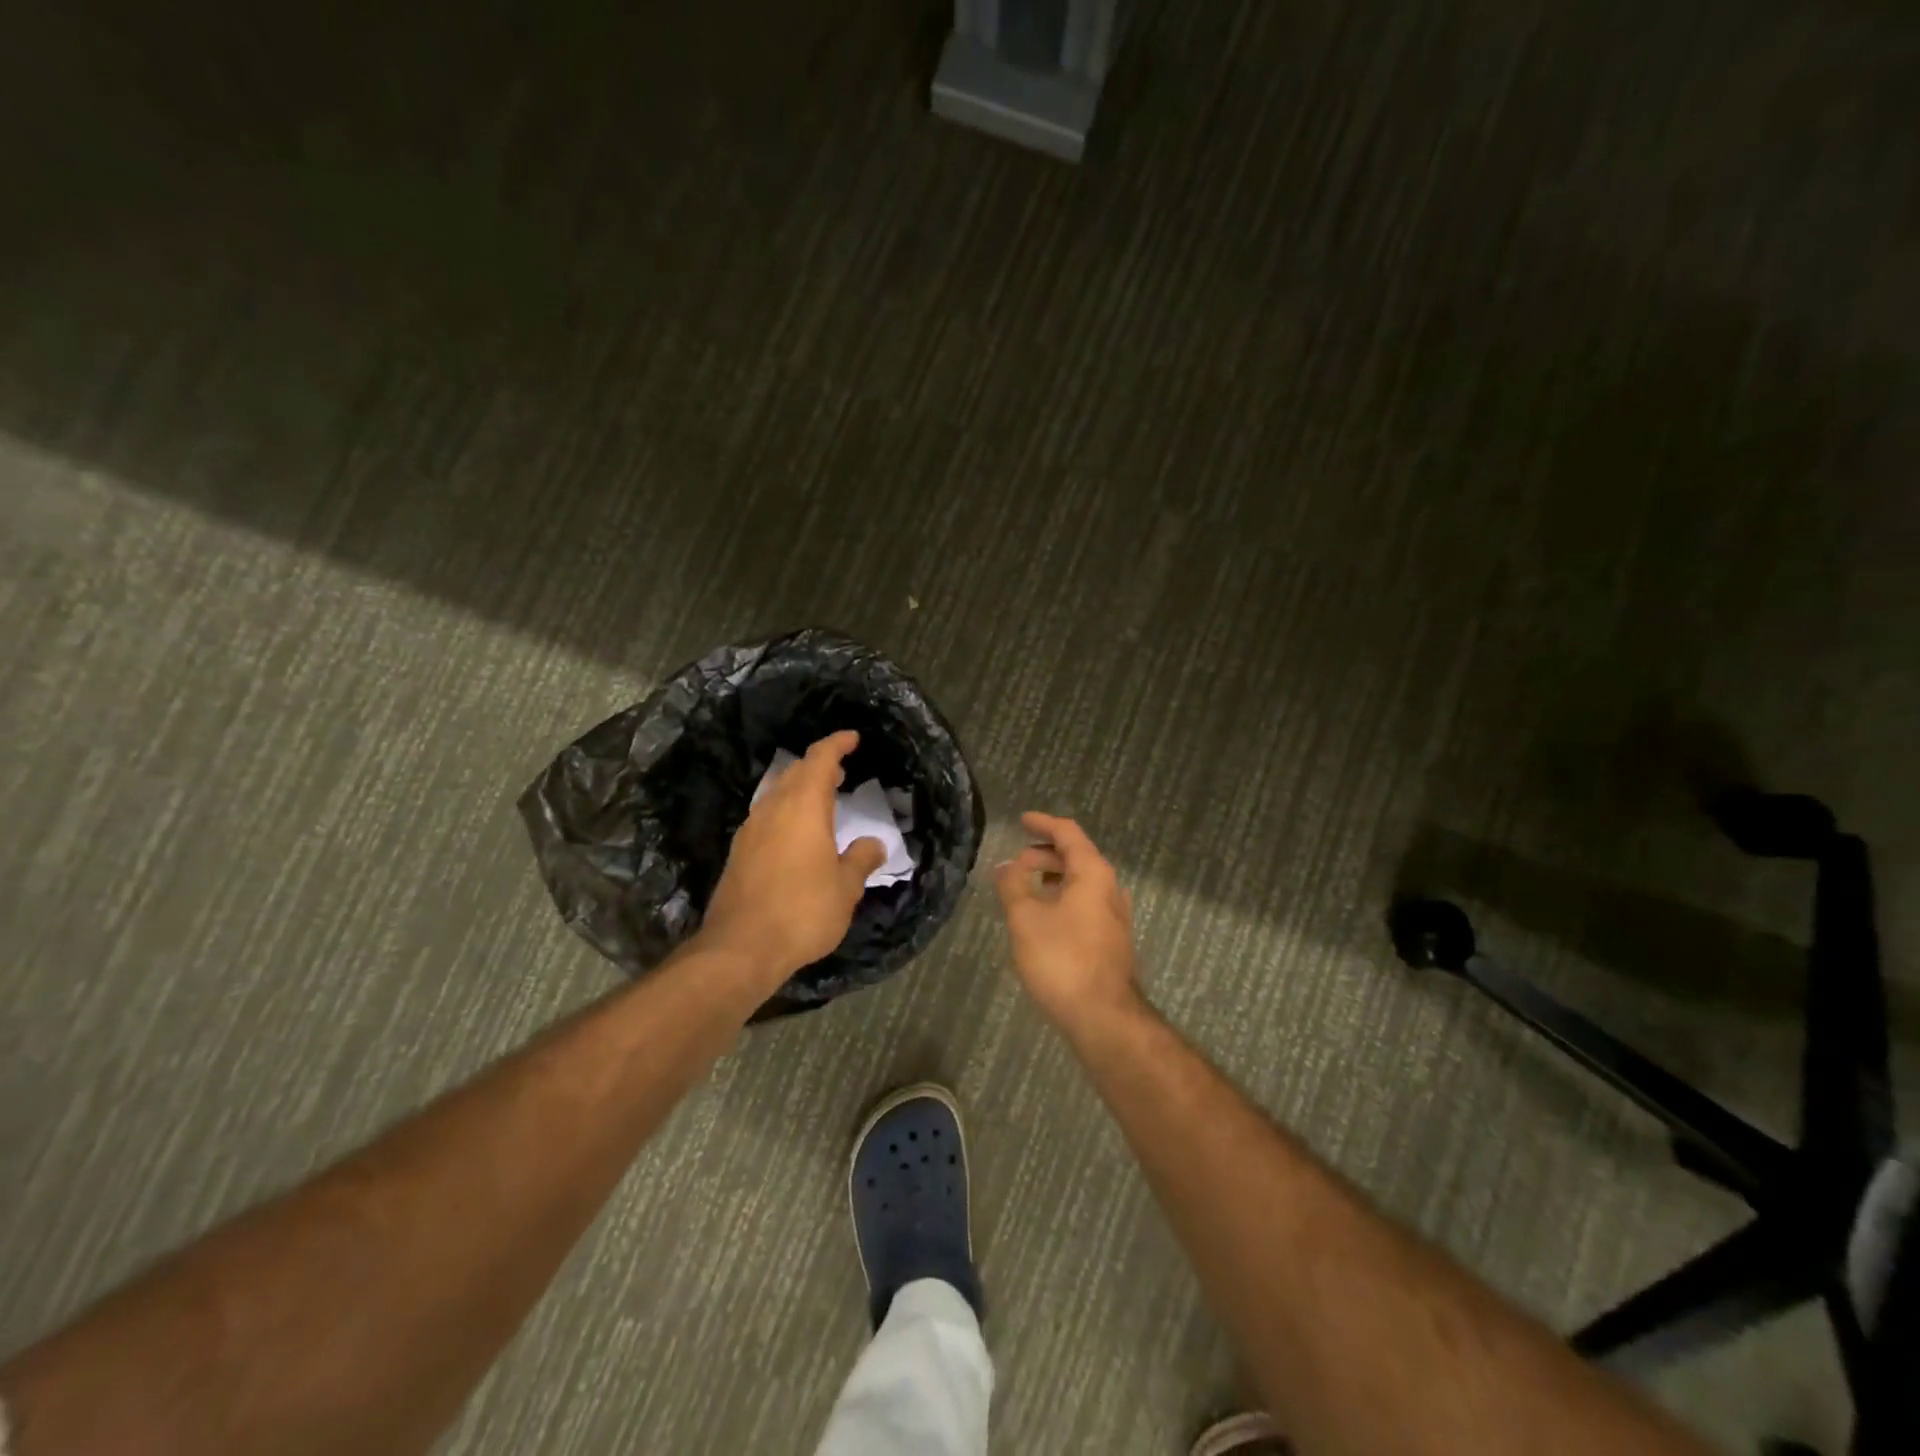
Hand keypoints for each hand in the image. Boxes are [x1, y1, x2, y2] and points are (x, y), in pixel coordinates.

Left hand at [699, 731, 885, 982]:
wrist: (740, 948)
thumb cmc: (802, 911)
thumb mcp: (845, 889)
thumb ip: (860, 860)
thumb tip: (874, 843)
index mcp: (804, 808)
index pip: (820, 759)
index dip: (836, 744)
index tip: (852, 738)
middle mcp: (773, 810)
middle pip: (795, 772)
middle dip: (819, 765)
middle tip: (841, 771)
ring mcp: (751, 830)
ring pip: (777, 793)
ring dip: (800, 788)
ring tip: (822, 799)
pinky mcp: (739, 853)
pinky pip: (766, 816)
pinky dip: (786, 811)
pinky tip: (795, 833)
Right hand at [994, 812, 1141, 1030]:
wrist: (1104, 1017)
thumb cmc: (1062, 960)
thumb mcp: (1026, 918)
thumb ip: (1013, 886)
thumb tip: (1005, 865)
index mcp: (1093, 873)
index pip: (1068, 833)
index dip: (1043, 824)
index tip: (1021, 820)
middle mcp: (1110, 887)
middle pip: (1077, 856)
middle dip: (1044, 854)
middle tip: (1015, 863)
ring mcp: (1115, 915)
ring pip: (1081, 882)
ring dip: (1053, 878)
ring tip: (1024, 889)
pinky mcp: (1112, 939)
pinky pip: (1085, 903)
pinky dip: (1062, 898)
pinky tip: (1043, 918)